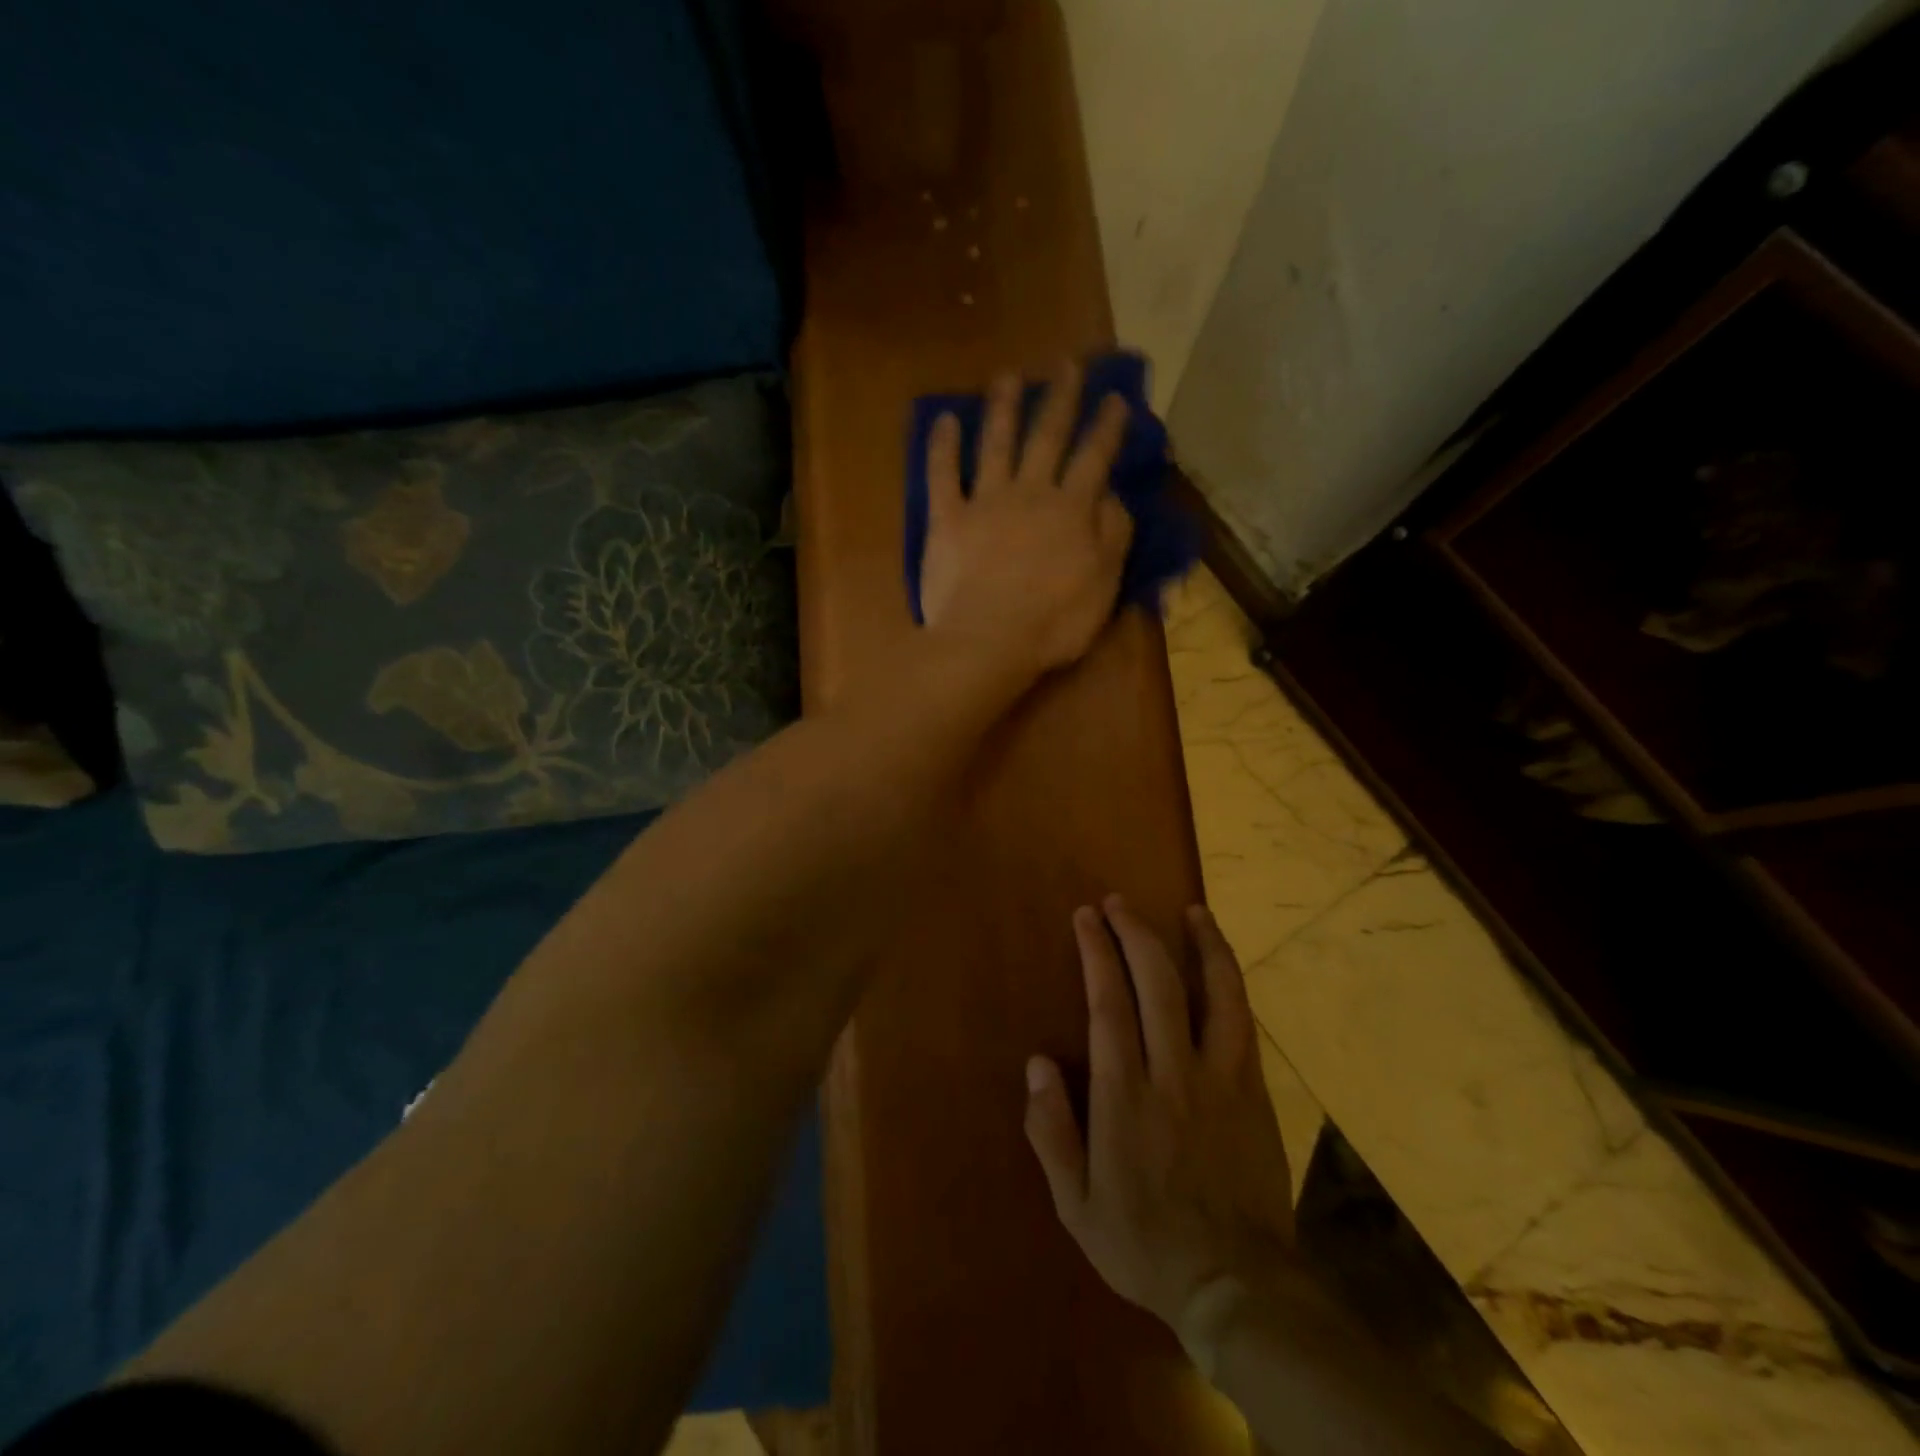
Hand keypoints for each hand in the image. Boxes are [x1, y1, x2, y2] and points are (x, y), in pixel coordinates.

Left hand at [919, 361, 1134, 678]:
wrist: (988, 641)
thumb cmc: (1053, 623)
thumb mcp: (1103, 585)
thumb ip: (1113, 536)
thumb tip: (1113, 496)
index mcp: (1071, 510)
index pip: (1094, 458)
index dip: (1106, 426)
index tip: (1115, 397)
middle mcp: (1030, 493)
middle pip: (1046, 437)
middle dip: (1059, 399)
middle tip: (1066, 365)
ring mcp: (985, 502)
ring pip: (996, 444)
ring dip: (1003, 407)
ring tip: (1008, 376)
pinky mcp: (947, 519)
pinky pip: (942, 474)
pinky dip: (942, 446)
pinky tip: (943, 419)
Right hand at [1024, 897, 1294, 1333]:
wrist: (1237, 1286)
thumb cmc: (1144, 1244)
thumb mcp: (1075, 1204)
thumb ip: (1051, 1131)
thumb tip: (1037, 1063)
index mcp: (1127, 1097)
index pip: (1109, 1004)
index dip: (1097, 953)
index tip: (1086, 917)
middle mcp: (1175, 1074)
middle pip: (1157, 984)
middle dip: (1135, 933)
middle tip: (1117, 903)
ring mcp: (1222, 1079)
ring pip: (1217, 993)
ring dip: (1203, 945)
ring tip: (1192, 910)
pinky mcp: (1254, 1090)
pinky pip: (1243, 1022)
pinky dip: (1230, 983)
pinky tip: (1222, 965)